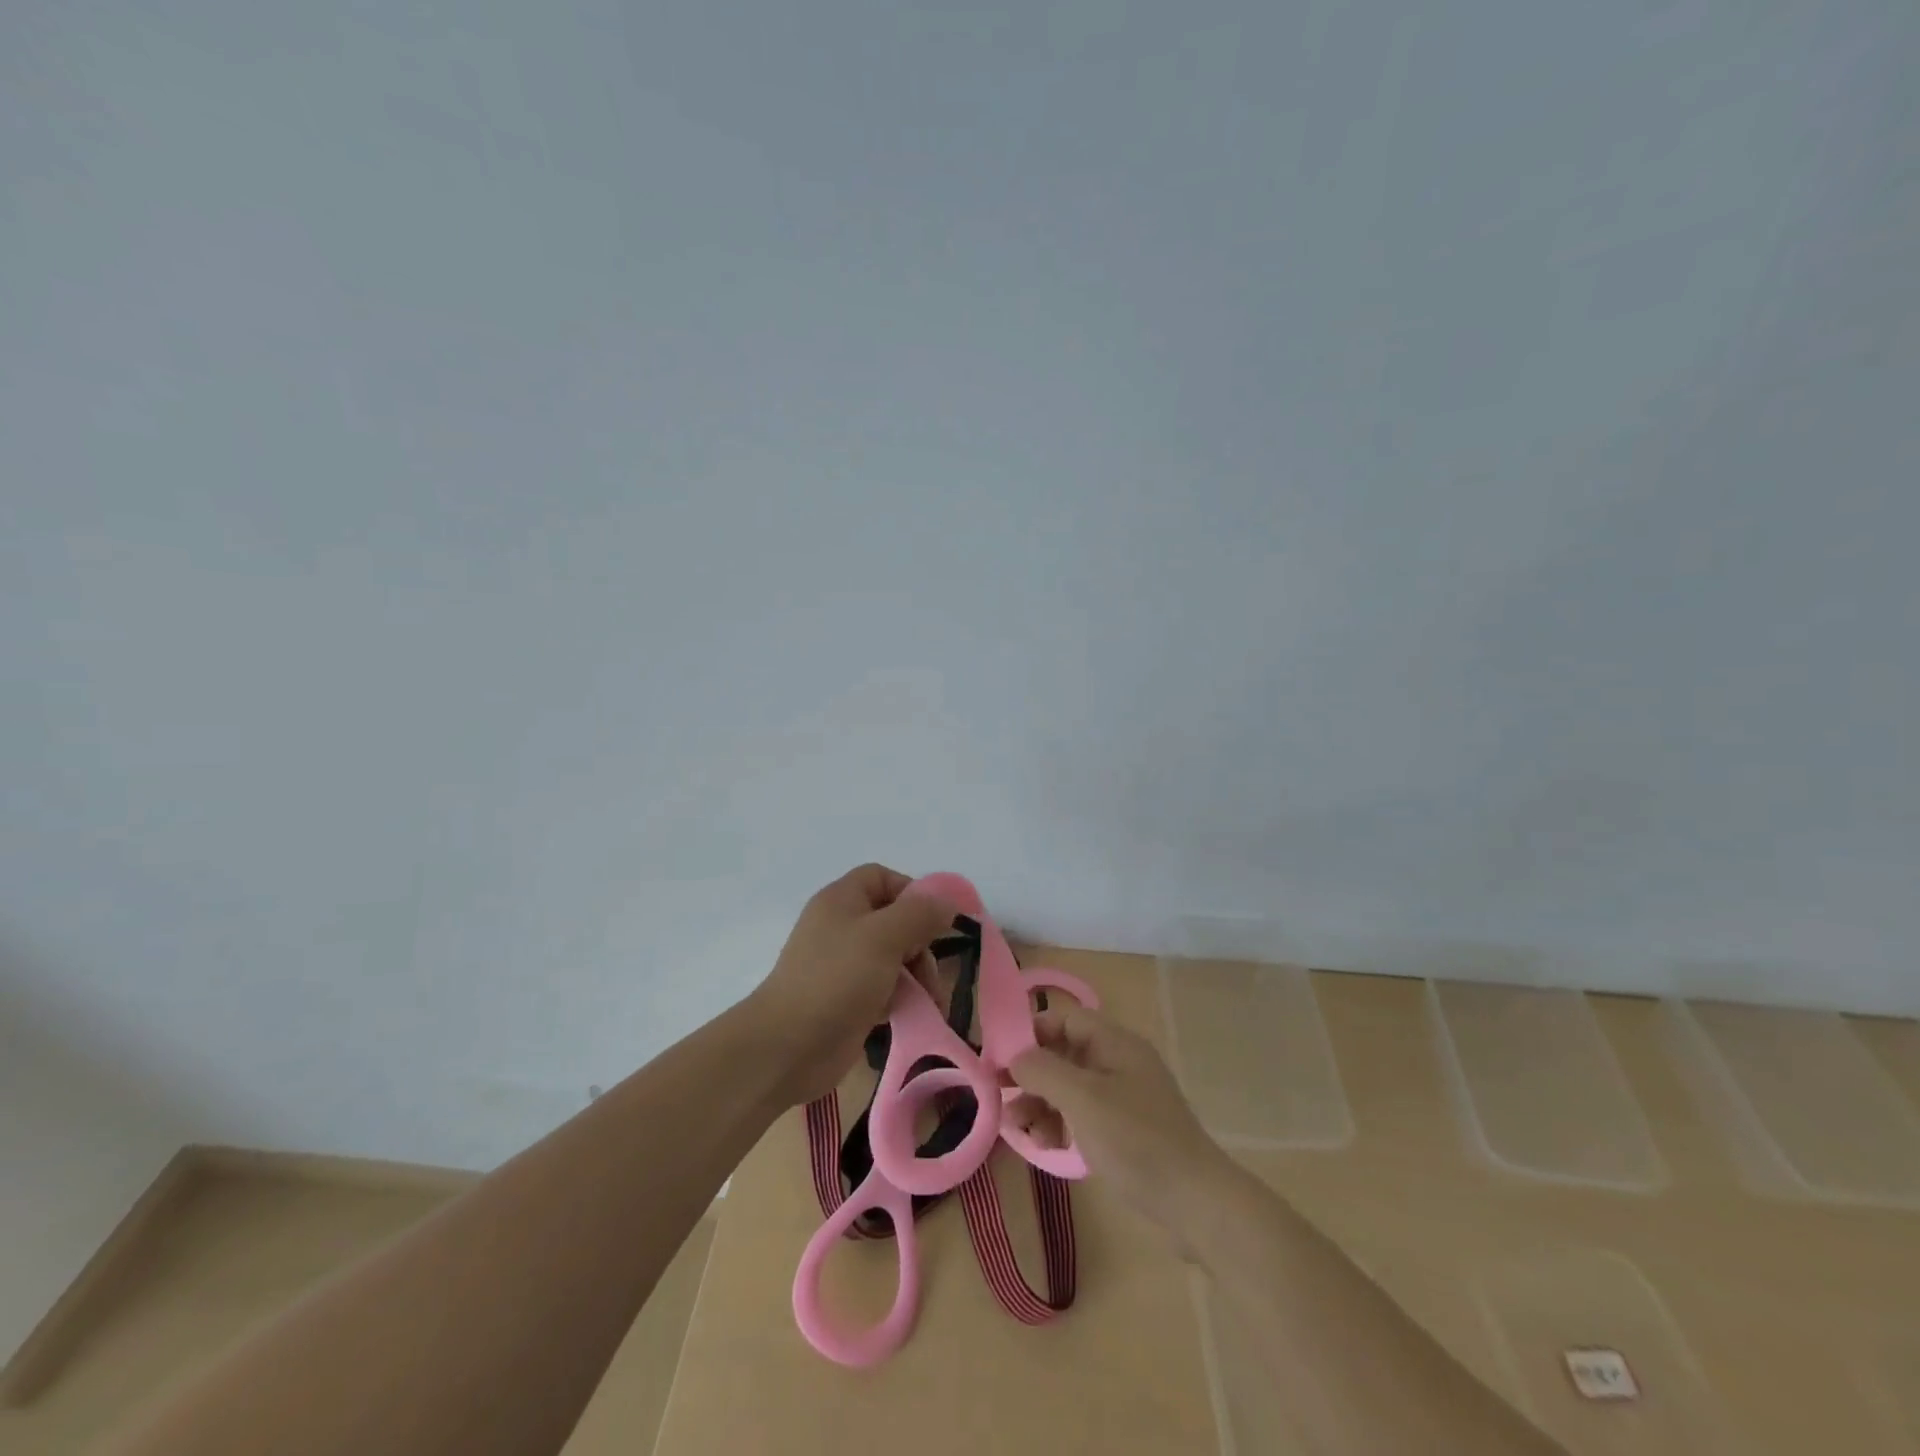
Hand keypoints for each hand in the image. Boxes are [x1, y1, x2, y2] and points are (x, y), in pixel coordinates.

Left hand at [748, 863, 957, 1107]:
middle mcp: (841, 926)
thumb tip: (947, 902)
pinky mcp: (845, 999)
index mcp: (842, 900)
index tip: (935, 922)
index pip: (882, 878)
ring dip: (916, 975)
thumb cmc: (837, 979)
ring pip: (892, 957)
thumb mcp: (884, 937)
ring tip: (929, 1001)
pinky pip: (882, 987)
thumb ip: (920, 914)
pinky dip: (899, 998)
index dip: (912, 893)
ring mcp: (841, 965)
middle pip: (893, 920)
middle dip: (920, 944)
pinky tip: (908, 1015)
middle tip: (931, 972)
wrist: (787, 1046)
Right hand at [1007, 1002, 1235, 1249]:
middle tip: (998, 1094)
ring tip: (1016, 1127)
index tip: (1000, 1057)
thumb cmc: (1136, 1139)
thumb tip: (1015, 1057)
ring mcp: (1122, 1098)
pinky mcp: (1124, 1131)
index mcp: (1115, 1043)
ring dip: (1040, 1103)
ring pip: (1069, 1088)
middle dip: (1031, 1073)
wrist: (1195, 1202)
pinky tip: (1043, 1145)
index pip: (1065, 1019)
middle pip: (1064, 1054)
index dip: (1031, 1032)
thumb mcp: (1083, 1099)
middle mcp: (1118, 1063)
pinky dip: (1060, 1124)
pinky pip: (1082, 1115)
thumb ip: (1043, 1071)